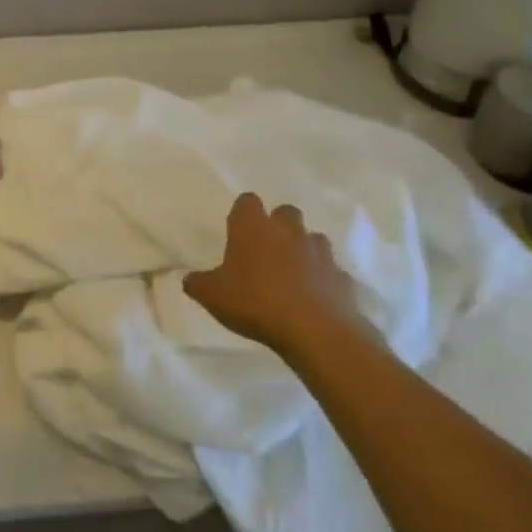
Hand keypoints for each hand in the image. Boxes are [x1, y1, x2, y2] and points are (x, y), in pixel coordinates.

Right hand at [184, 194, 366, 356]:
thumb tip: (190, 279)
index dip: (243, 213)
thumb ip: (198, 283)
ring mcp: (320, 252)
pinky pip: (330, 271)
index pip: (247, 202)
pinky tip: (313, 298)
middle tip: (265, 251)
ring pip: (312, 238)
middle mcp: (288, 231)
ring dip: (303, 250)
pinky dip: (322, 279)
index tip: (237, 231)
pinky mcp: (341, 276)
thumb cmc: (255, 302)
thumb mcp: (212, 296)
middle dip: (278, 226)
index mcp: (254, 228)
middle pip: (285, 212)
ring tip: (291, 275)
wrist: (314, 330)